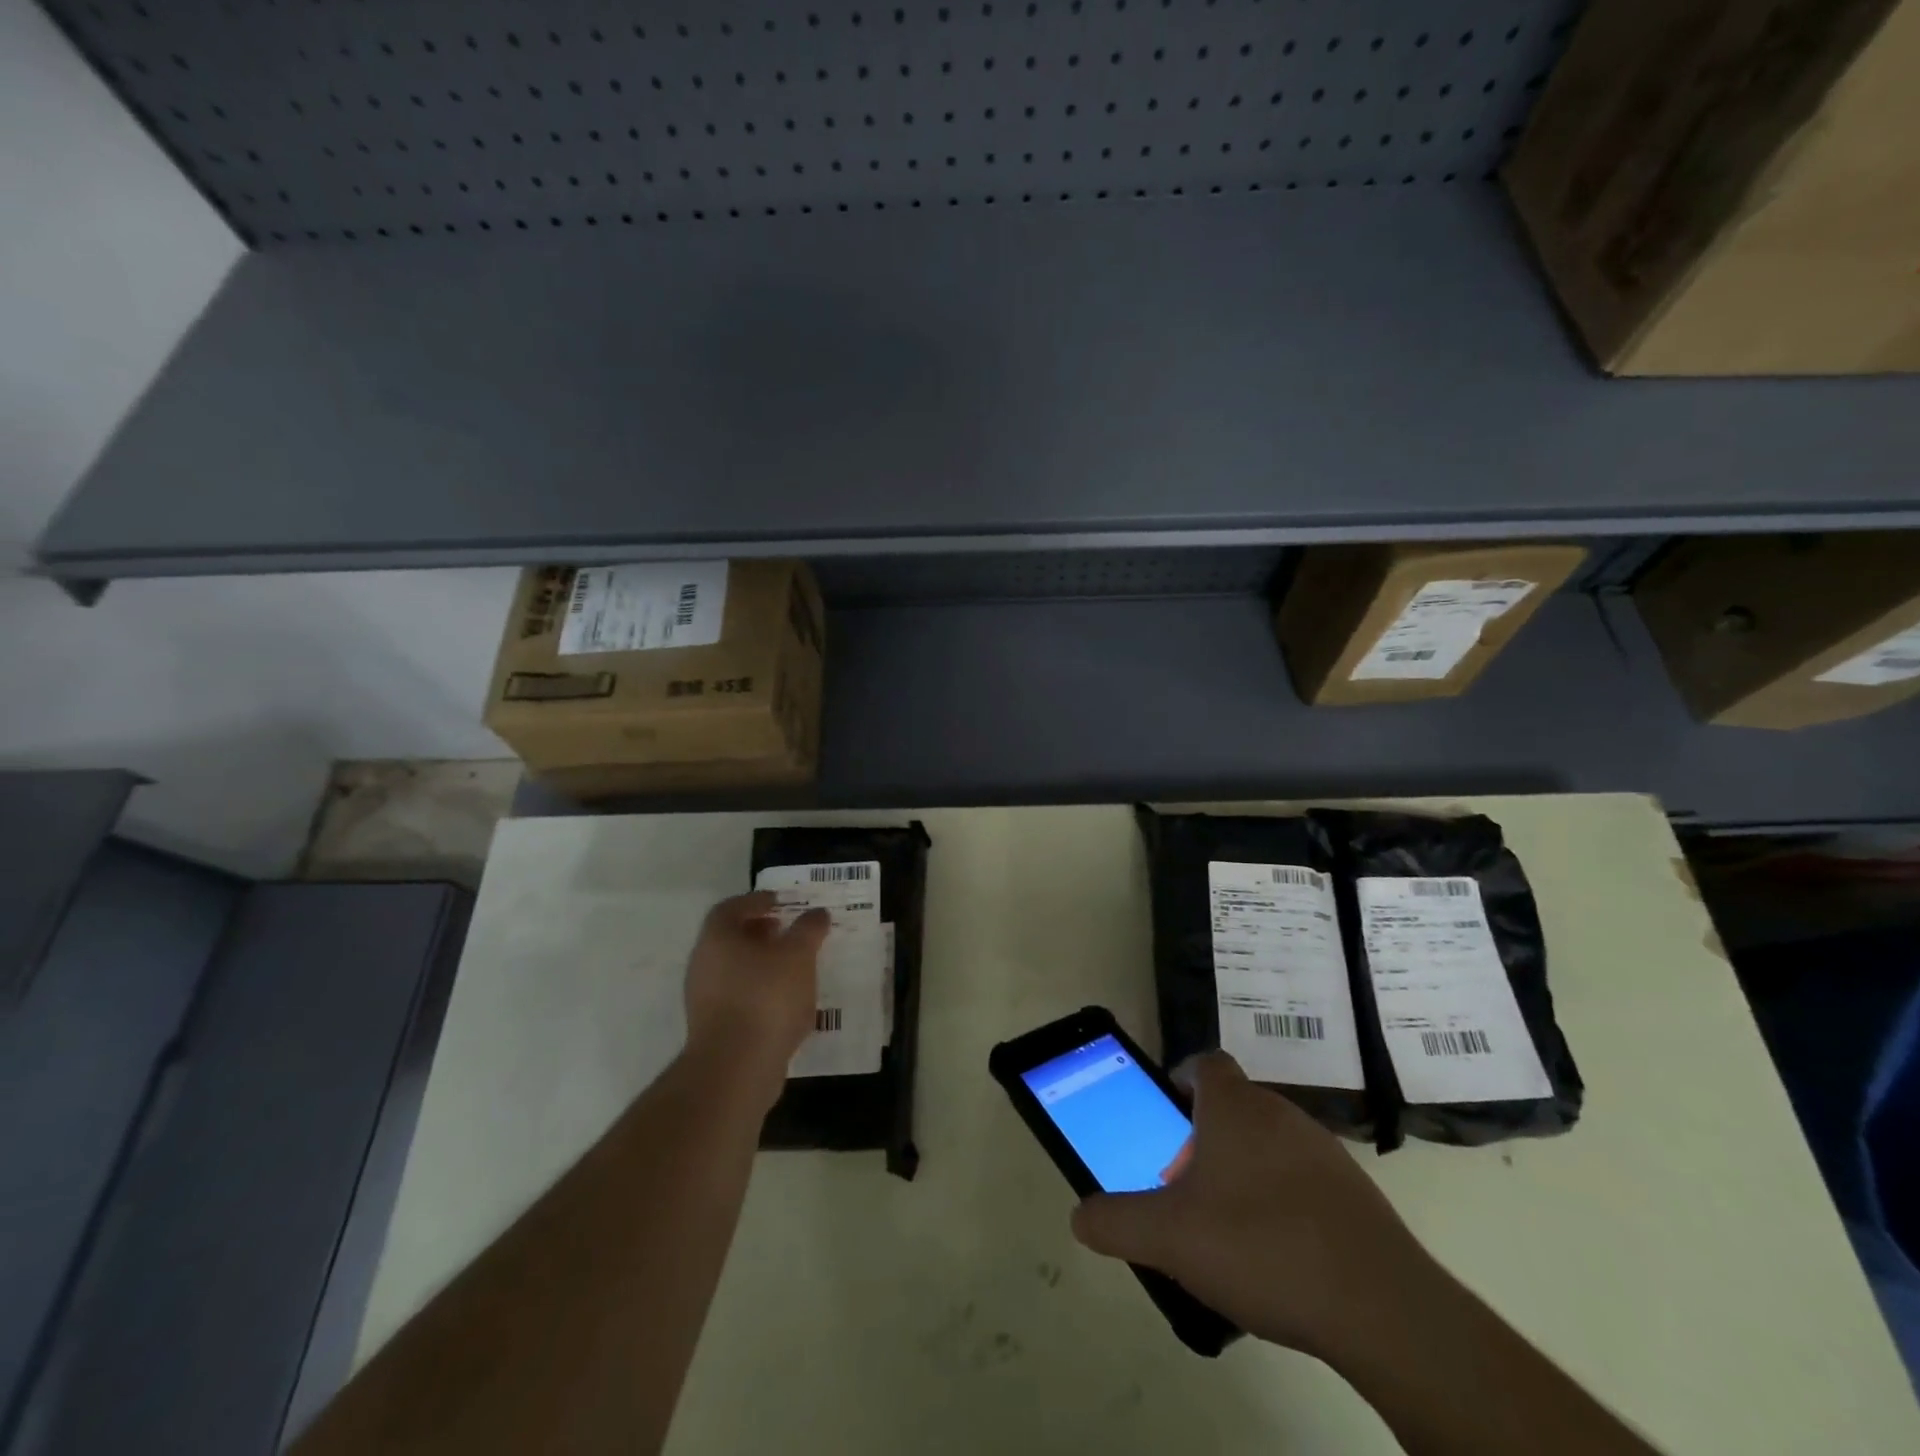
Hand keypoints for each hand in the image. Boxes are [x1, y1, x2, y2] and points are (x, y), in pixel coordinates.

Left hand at [683, 892, 830, 1100]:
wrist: (736, 1068)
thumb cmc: (766, 997)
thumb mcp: (798, 955)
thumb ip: (808, 929)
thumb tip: (816, 913)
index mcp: (717, 939)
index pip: (730, 908)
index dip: (755, 901)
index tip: (779, 902)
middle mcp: (703, 965)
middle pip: (730, 939)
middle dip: (759, 932)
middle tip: (786, 931)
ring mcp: (704, 1000)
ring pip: (734, 970)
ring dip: (761, 964)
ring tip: (793, 967)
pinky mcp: (713, 1029)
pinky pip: (738, 998)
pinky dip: (759, 991)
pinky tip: (785, 1001)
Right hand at [1071, 1051, 1440, 1359]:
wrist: (1381, 1306)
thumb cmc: (1260, 1246)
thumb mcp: (1169, 1237)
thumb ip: (1116, 1221)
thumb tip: (1079, 1216)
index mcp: (1235, 1107)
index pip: (1206, 1064)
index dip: (1182, 1080)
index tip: (1166, 1115)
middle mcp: (1280, 1113)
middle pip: (1233, 1107)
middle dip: (1203, 1139)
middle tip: (1184, 1187)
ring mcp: (1324, 1151)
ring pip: (1268, 1143)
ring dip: (1242, 1170)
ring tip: (1227, 1227)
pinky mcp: (1356, 1194)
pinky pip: (1303, 1179)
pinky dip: (1282, 1199)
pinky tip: (1276, 1254)